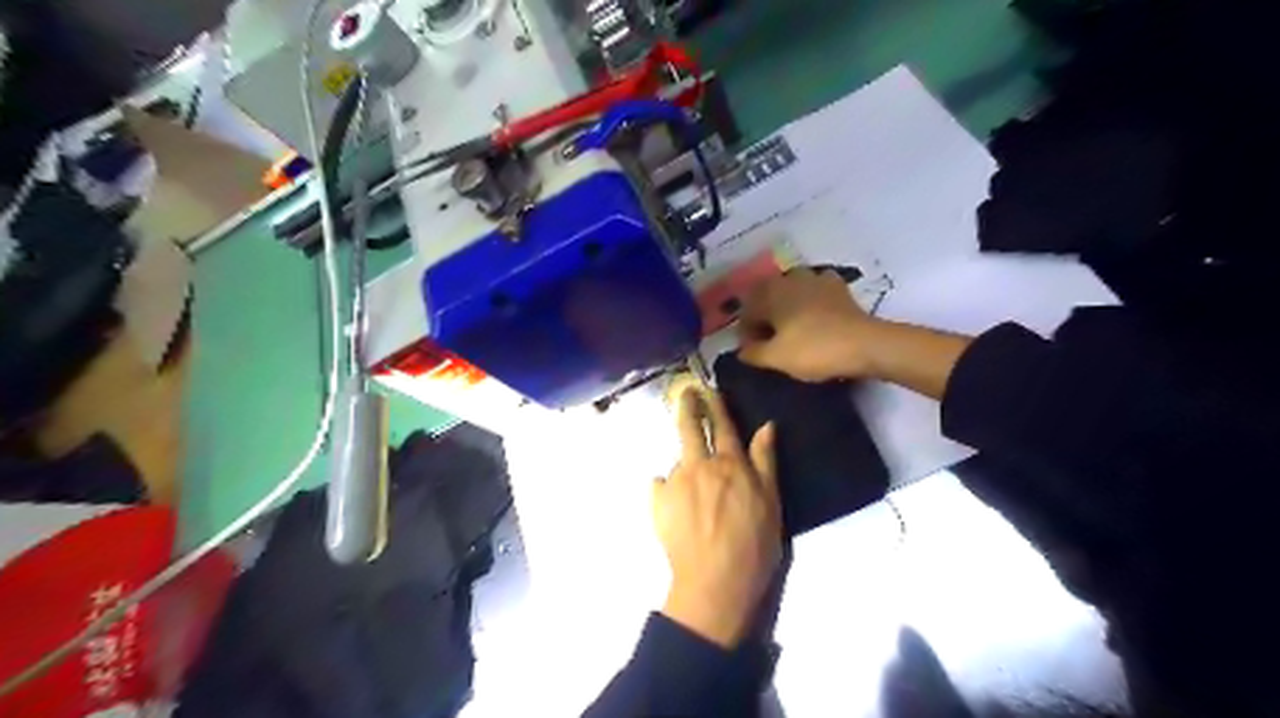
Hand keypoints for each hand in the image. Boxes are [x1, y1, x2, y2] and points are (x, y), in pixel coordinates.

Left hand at [658, 385, 779, 647]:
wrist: (714, 583)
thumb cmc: (752, 544)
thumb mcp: (771, 502)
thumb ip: (765, 461)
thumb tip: (766, 426)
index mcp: (729, 463)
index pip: (722, 425)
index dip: (715, 404)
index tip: (708, 388)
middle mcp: (698, 465)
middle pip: (688, 427)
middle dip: (687, 406)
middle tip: (685, 393)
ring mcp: (674, 481)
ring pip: (678, 459)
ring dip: (686, 462)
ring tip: (696, 489)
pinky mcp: (657, 501)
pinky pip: (662, 483)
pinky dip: (669, 486)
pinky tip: (678, 504)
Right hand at [741, 268, 881, 380]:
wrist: (864, 345)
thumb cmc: (814, 350)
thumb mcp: (776, 358)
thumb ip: (752, 353)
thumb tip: (741, 350)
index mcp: (769, 294)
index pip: (747, 311)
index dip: (746, 332)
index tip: (752, 351)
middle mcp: (789, 279)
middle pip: (767, 296)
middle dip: (764, 316)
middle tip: (769, 340)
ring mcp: (815, 279)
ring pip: (790, 289)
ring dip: (786, 305)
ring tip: (791, 327)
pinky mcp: (837, 286)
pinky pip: (815, 290)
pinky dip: (810, 300)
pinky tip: (814, 315)